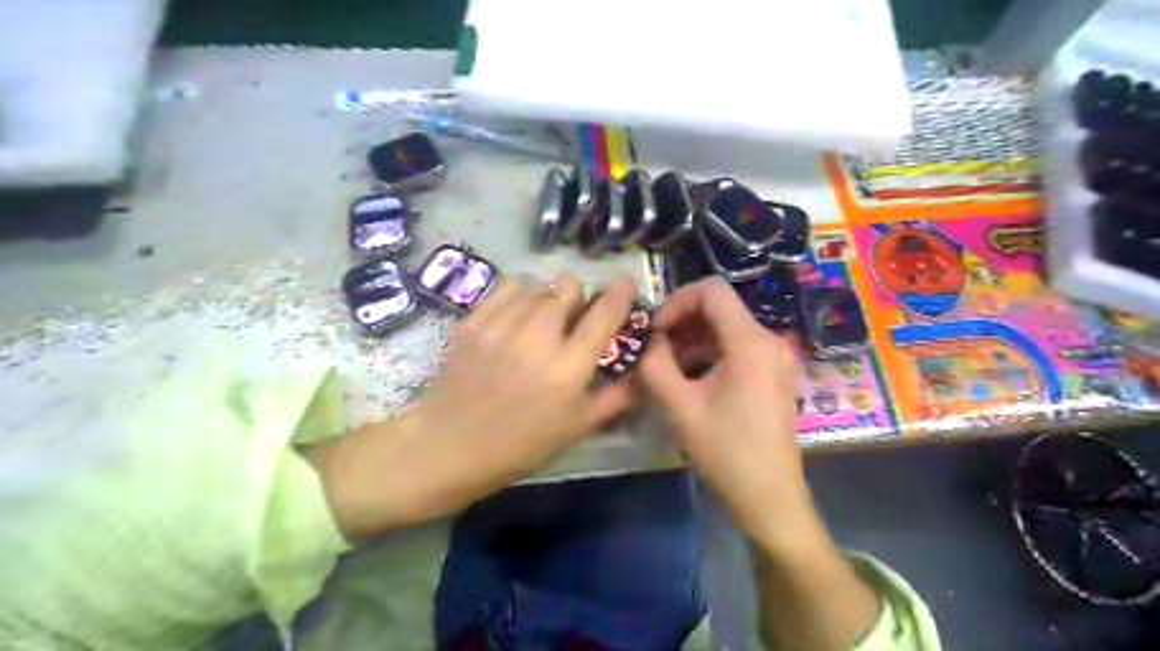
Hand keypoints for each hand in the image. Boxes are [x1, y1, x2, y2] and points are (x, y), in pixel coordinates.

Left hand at [308, 275, 632, 538]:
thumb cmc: (521, 444)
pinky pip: (507, 287)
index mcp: (568, 369)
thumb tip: (640, 369)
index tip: (626, 280)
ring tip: (543, 317)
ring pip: (538, 286)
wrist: (450, 445)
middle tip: (574, 315)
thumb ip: (615, 397)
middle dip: (578, 297)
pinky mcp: (473, 321)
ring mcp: (501, 327)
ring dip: (549, 297)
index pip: (603, 316)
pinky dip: (520, 294)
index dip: (619, 293)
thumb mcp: (577, 429)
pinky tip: (518, 315)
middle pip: (567, 288)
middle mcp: (537, 340)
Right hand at [645, 278, 812, 547]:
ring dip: (692, 340)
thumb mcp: (680, 406)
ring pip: (725, 329)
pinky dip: (708, 354)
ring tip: (665, 367)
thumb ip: (656, 364)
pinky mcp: (772, 374)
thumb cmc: (725, 451)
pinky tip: (688, 379)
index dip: (676, 302)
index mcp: (750, 342)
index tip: (655, 331)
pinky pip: (736, 348)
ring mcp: (774, 358)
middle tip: (654, 349)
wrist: (769, 495)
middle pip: (719, 309)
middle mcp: (768, 341)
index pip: (711, 291)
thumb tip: (649, 340)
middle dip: (681, 323)